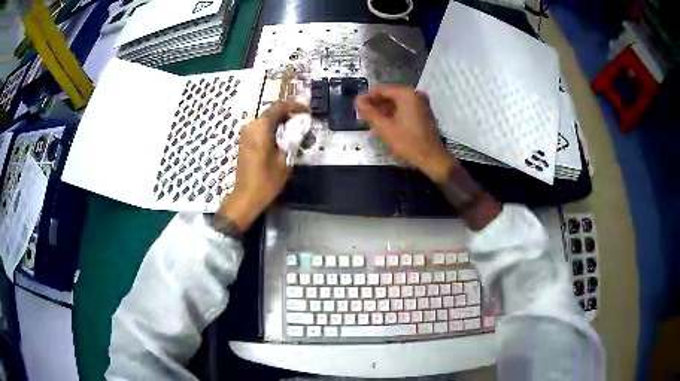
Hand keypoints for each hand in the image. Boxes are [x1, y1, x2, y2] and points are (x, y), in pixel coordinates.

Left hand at [217, 101, 308, 231]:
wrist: (246, 196)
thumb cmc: (266, 180)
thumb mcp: (285, 160)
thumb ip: (291, 140)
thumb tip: (297, 129)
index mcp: (261, 128)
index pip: (278, 107)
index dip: (294, 105)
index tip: (306, 109)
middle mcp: (251, 126)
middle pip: (271, 112)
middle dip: (288, 112)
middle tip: (303, 118)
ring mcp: (246, 133)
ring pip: (266, 120)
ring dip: (280, 120)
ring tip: (295, 126)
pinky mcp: (245, 141)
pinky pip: (260, 128)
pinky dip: (272, 128)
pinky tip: (283, 135)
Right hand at [355, 86, 457, 182]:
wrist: (431, 157)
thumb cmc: (408, 142)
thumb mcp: (385, 127)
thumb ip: (369, 112)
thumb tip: (357, 101)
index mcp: (406, 95)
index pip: (381, 90)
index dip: (367, 97)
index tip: (357, 105)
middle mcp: (415, 94)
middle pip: (390, 95)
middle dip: (376, 103)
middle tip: (362, 113)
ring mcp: (421, 103)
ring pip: (397, 101)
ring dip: (384, 109)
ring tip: (371, 119)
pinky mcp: (424, 111)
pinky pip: (405, 107)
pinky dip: (394, 112)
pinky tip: (385, 121)